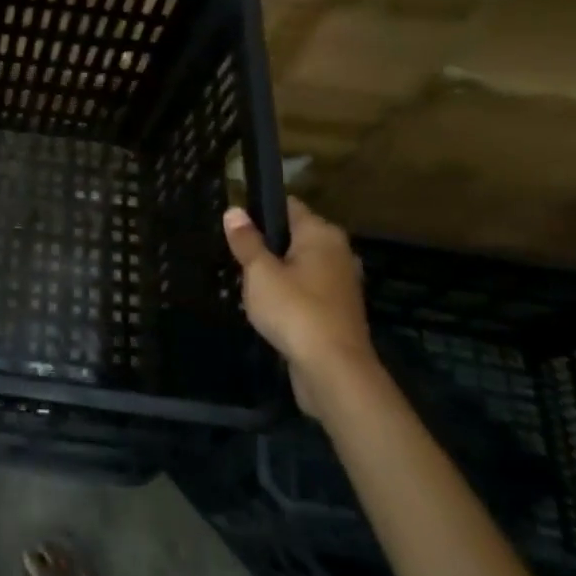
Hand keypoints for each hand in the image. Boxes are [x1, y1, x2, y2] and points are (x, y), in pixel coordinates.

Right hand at [222, 197, 380, 421]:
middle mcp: (337, 251)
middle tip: (237, 259)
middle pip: (295, 236)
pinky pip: (308, 289)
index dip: (259, 211)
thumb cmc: (294, 310)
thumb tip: (234, 211)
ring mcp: (341, 282)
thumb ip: (246, 241)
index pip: (288, 206)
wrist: (333, 369)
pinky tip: (270, 308)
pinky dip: (290, 294)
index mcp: (321, 234)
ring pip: (301, 265)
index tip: (234, 227)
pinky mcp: (339, 309)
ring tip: (248, 285)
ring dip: (278, 271)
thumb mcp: (259, 272)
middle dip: (267, 244)